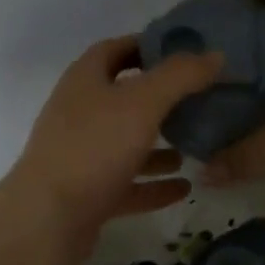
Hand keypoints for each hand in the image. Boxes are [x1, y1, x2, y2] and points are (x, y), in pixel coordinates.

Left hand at [2, 35, 224, 263]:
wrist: (49, 217)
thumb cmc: (94, 148)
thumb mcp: (143, 103)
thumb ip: (180, 77)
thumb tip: (215, 55)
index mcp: (84, 81)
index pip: (115, 50)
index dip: (147, 46)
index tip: (184, 52)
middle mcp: (79, 114)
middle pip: (123, 99)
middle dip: (160, 100)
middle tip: (199, 101)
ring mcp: (81, 156)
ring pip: (125, 144)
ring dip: (158, 146)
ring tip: (195, 146)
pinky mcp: (88, 194)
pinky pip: (127, 185)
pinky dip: (153, 185)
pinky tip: (184, 189)